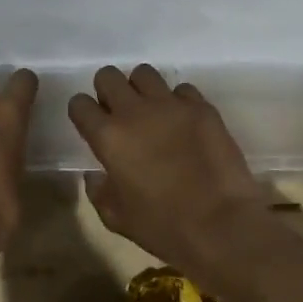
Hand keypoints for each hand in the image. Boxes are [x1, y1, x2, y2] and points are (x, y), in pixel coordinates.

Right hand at [68, 64, 268, 270]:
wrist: (222, 226)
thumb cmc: (164, 228)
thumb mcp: (117, 218)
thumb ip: (98, 191)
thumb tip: (95, 175)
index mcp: (108, 137)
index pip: (79, 104)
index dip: (83, 113)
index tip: (92, 126)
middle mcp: (134, 112)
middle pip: (108, 76)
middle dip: (108, 91)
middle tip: (120, 113)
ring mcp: (170, 105)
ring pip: (144, 73)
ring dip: (142, 89)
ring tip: (152, 111)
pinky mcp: (202, 107)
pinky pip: (182, 90)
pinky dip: (178, 102)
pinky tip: (184, 123)